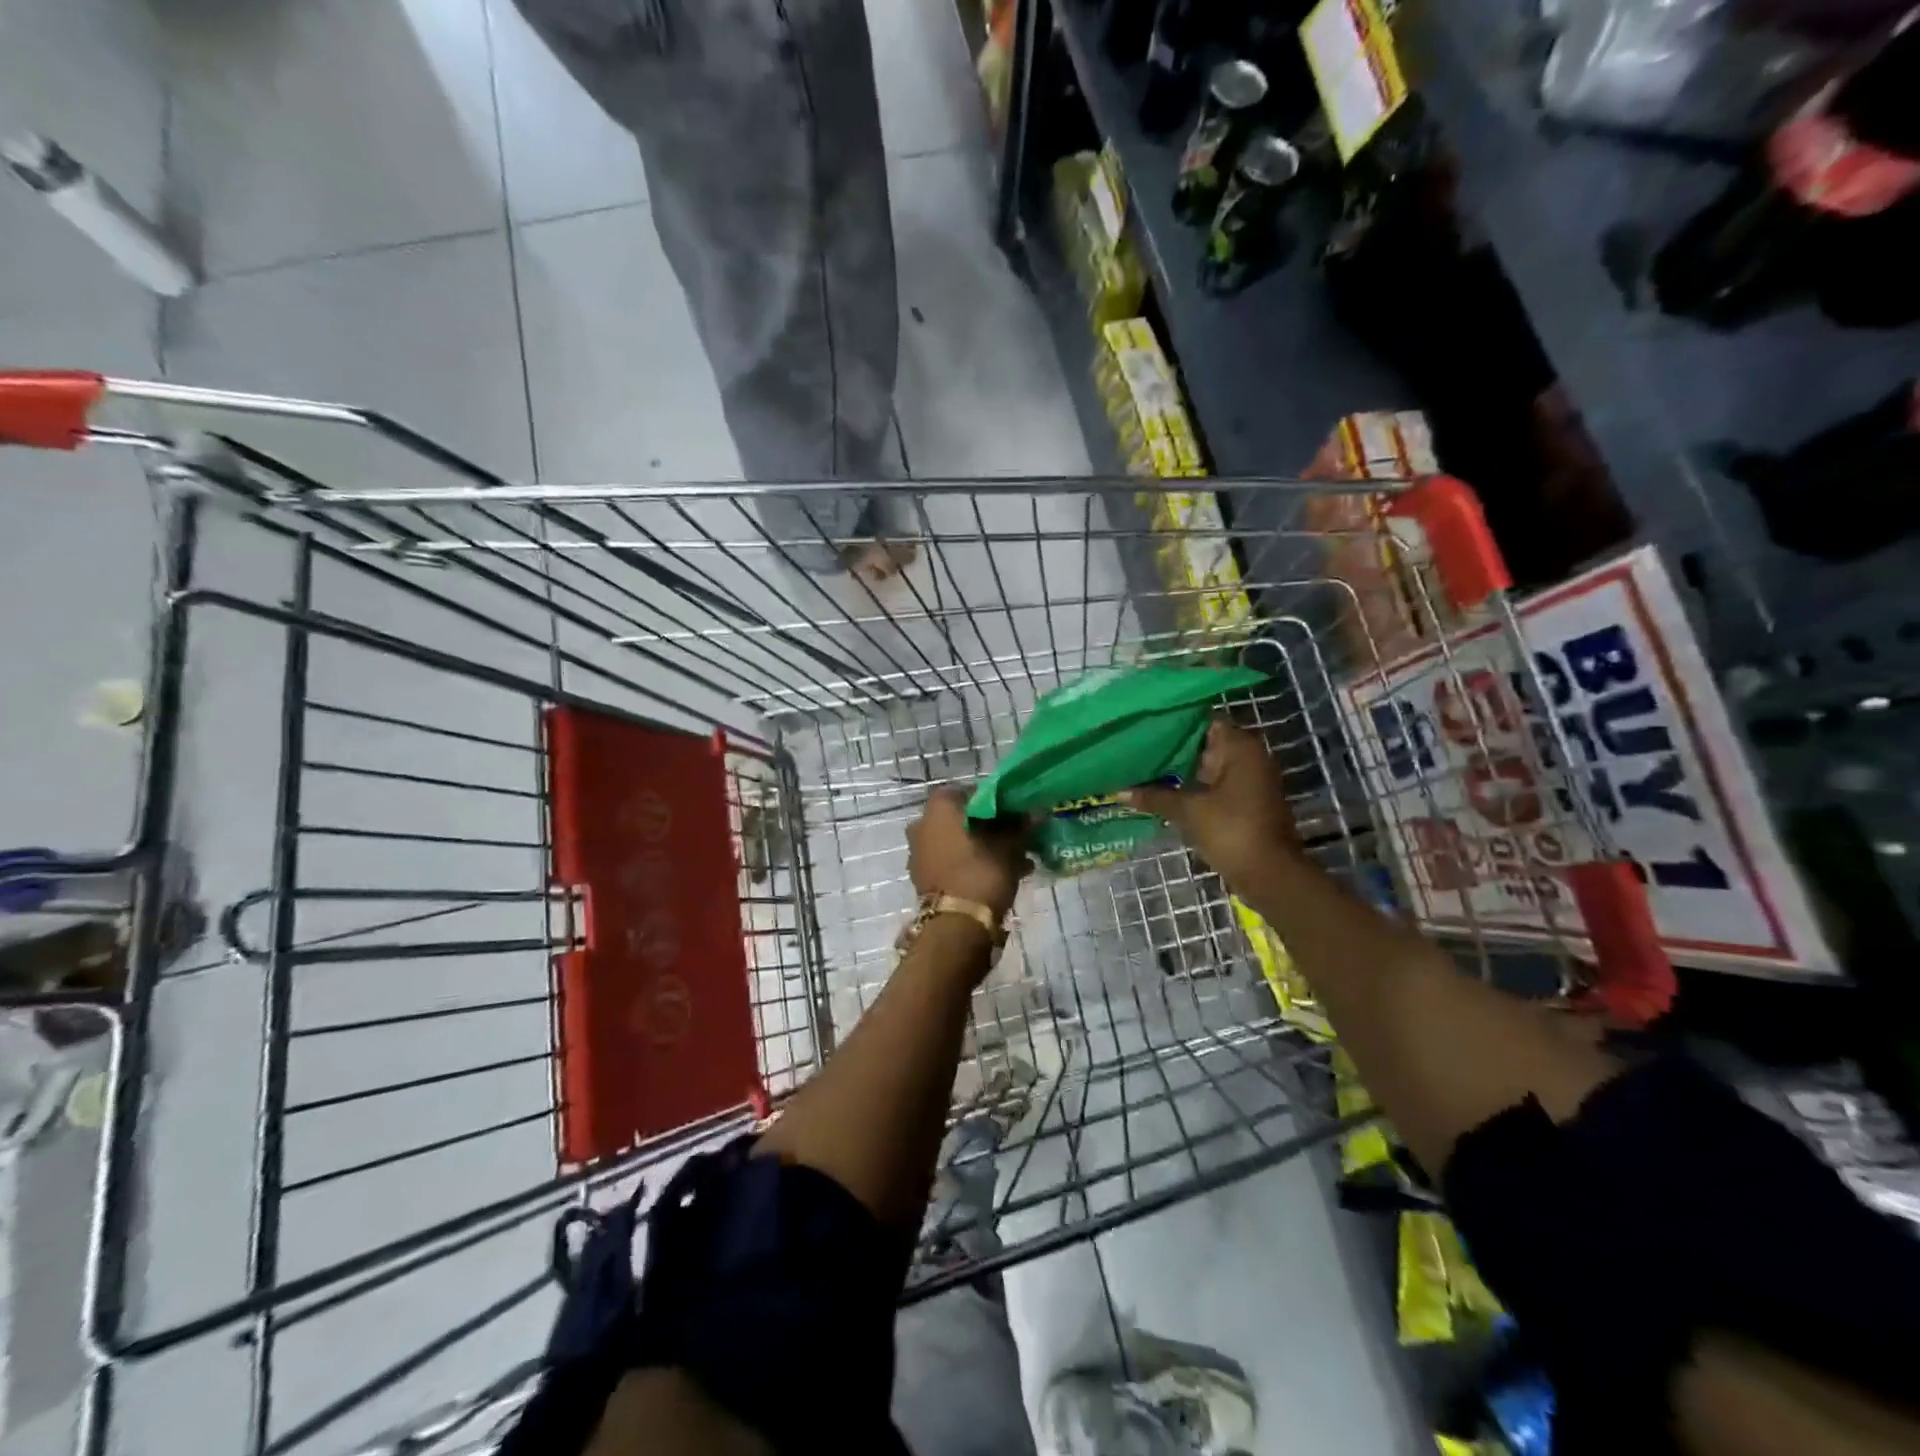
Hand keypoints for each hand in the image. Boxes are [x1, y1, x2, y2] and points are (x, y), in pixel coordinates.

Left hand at [907, 787, 1029, 920]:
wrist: (956, 926)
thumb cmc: (981, 873)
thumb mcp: (1009, 847)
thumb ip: (1020, 826)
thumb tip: (1035, 812)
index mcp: (938, 809)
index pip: (966, 791)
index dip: (991, 799)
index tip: (1012, 811)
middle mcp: (922, 825)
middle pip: (960, 818)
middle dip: (987, 826)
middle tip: (1014, 836)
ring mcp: (919, 854)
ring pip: (956, 842)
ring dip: (981, 847)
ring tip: (1015, 860)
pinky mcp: (923, 878)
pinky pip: (951, 862)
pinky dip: (971, 864)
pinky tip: (1000, 875)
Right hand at [1124, 720, 1297, 890]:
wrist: (1270, 876)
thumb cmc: (1232, 831)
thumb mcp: (1189, 811)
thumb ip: (1154, 797)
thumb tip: (1118, 791)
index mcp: (1240, 747)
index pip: (1202, 720)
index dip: (1173, 720)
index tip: (1143, 723)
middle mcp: (1247, 757)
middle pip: (1203, 743)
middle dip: (1170, 746)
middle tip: (1132, 745)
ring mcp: (1247, 780)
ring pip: (1205, 766)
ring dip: (1178, 770)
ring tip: (1139, 766)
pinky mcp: (1243, 802)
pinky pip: (1211, 785)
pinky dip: (1189, 787)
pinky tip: (1159, 790)